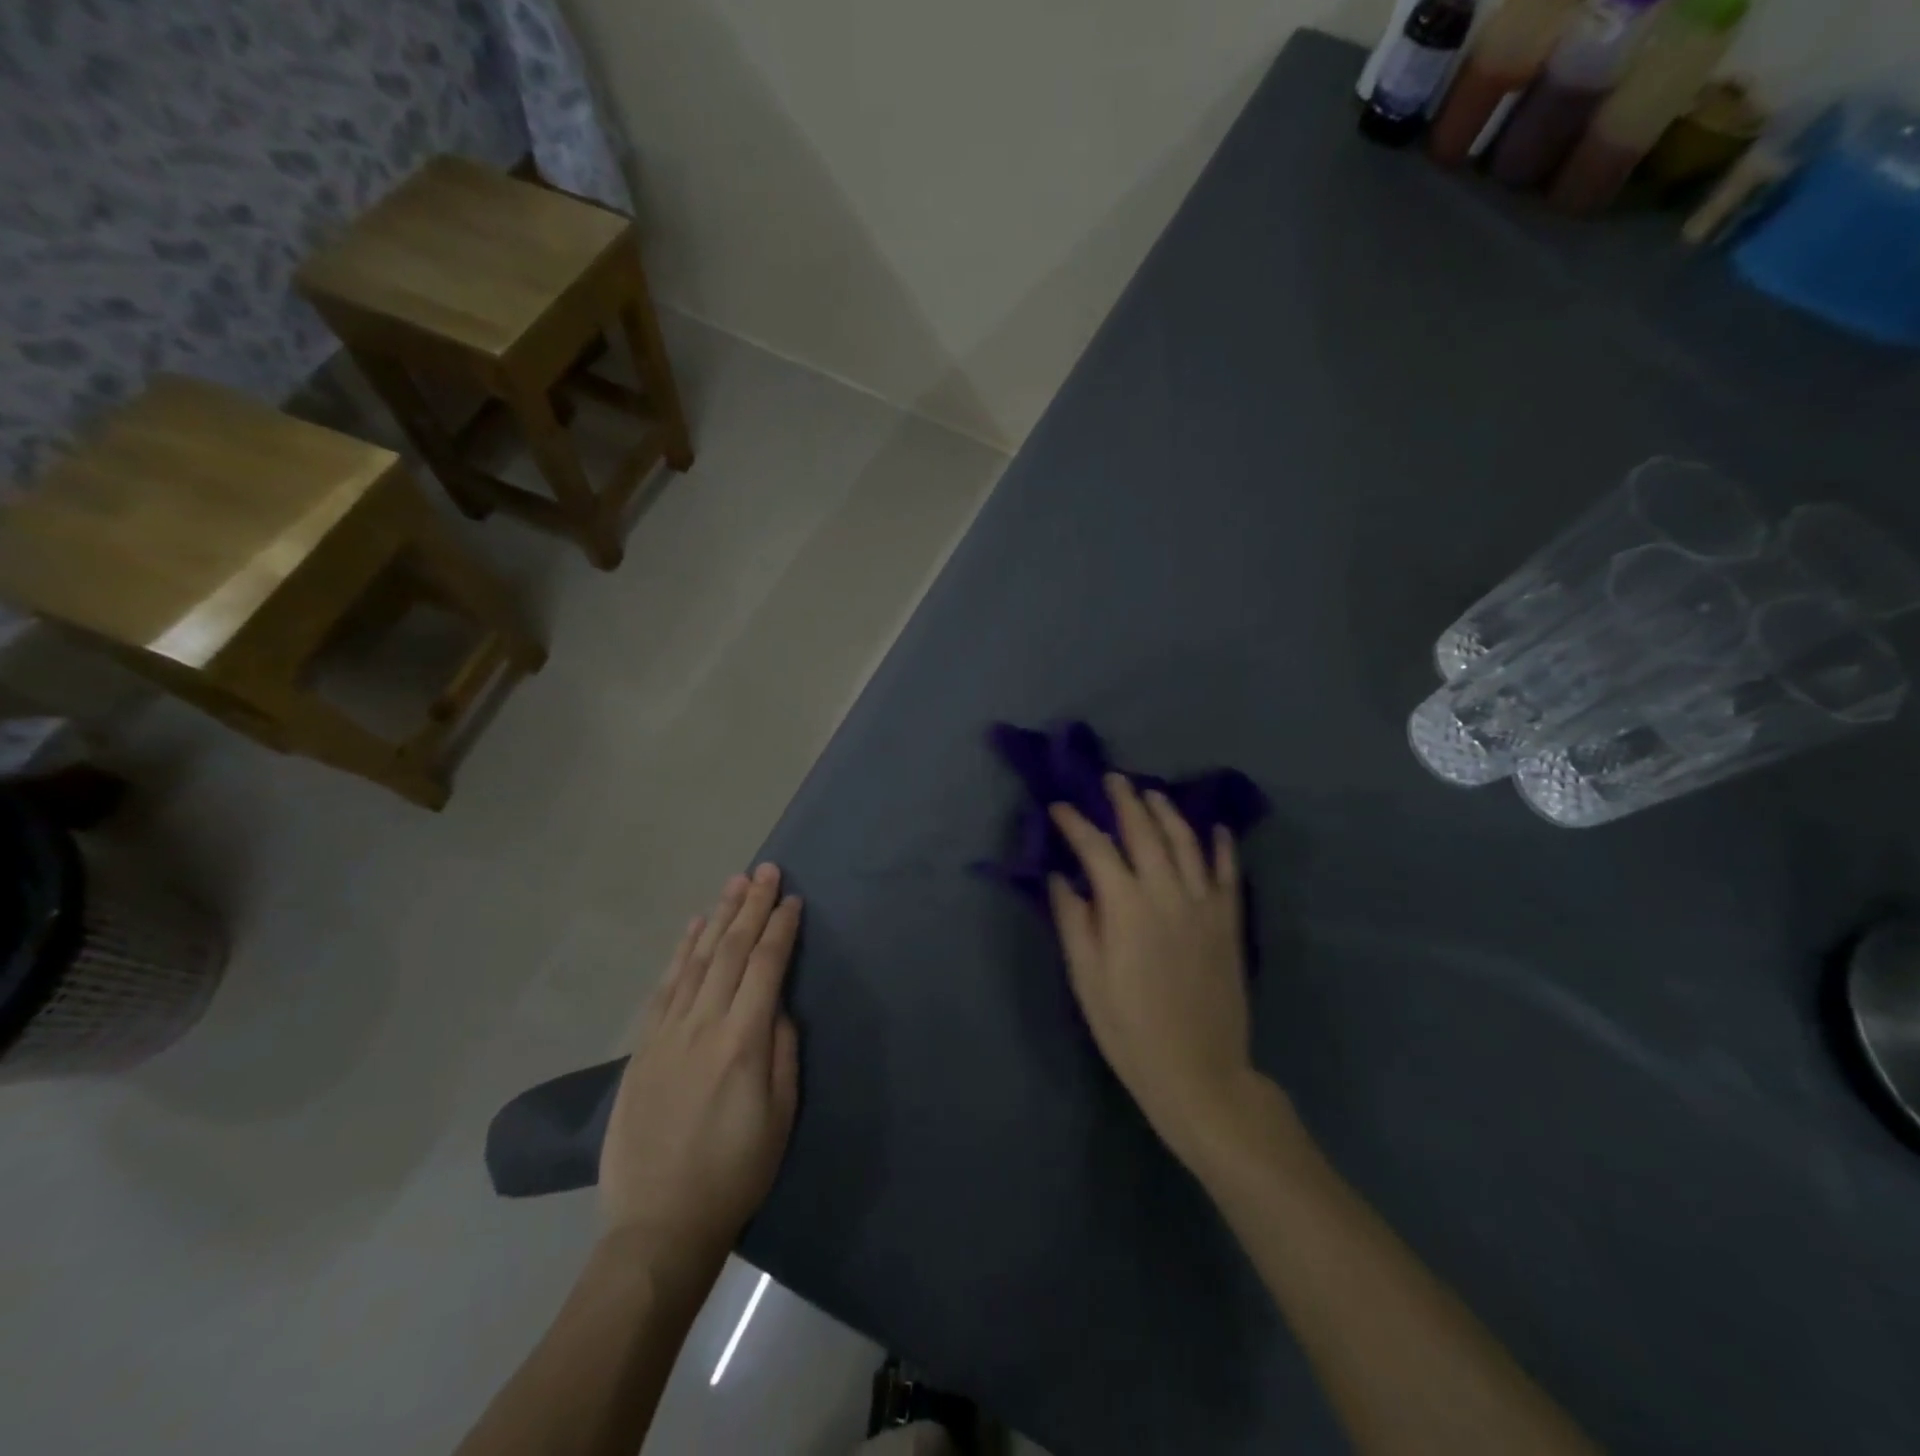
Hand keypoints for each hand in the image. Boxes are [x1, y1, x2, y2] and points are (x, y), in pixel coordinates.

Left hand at [599, 865, 801, 1270]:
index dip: (780, 928)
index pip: (766, 967)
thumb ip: (783, 1053)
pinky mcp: (643, 1046)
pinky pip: (665, 986)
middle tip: (765, 870)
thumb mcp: (781, 1117)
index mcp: (742, 1042)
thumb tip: (779, 1007)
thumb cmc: (735, 1172)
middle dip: (751, 907)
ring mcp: (667, 1033)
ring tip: (734, 884)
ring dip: (718, 917)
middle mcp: (703, 1025)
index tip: (792, 899)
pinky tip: (694, 928)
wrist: (659, 1225)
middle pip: (731, 951)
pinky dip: (681, 951)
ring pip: (697, 959)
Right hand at [1048, 775, 1255, 1167]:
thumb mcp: (1087, 978)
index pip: (1096, 849)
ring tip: (1152, 794)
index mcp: (1126, 907)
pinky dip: (1222, 846)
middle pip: (1145, 832)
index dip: (1076, 824)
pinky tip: (1216, 828)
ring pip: (1187, 842)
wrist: (1198, 1071)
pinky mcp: (1229, 922)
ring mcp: (1203, 905)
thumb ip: (1074, 920)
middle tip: (1112, 780)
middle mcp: (1166, 893)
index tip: (1059, 808)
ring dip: (1168, 812)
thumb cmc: (1128, 1028)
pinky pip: (1228, 872)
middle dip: (1125, 801)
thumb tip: (1061, 877)